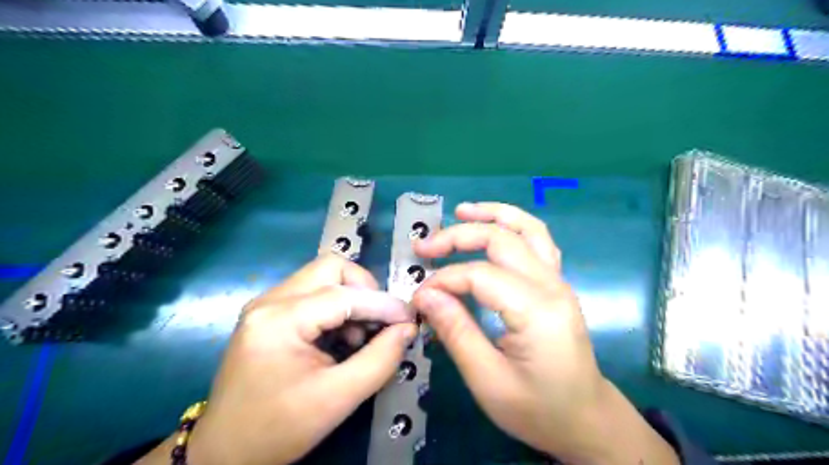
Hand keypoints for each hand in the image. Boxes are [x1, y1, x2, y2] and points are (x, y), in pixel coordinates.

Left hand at [140, 254, 420, 464]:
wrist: (224, 453)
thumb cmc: (278, 429)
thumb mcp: (337, 399)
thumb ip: (380, 360)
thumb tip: (407, 328)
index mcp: (279, 320)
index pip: (344, 295)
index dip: (383, 304)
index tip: (410, 320)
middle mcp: (269, 300)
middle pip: (331, 269)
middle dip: (364, 290)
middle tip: (380, 321)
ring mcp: (266, 304)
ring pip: (323, 277)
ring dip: (351, 298)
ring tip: (361, 334)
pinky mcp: (269, 313)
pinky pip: (313, 292)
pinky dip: (336, 306)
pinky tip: (342, 336)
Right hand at [411, 201, 676, 464]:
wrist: (585, 419)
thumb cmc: (537, 409)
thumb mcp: (488, 380)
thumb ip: (455, 332)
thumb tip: (425, 296)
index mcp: (537, 312)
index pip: (480, 276)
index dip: (443, 281)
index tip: (418, 297)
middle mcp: (552, 286)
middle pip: (502, 240)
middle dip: (458, 237)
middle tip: (424, 247)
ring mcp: (559, 281)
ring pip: (528, 229)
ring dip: (493, 214)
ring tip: (461, 210)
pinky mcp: (557, 283)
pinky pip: (538, 241)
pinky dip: (513, 225)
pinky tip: (494, 226)